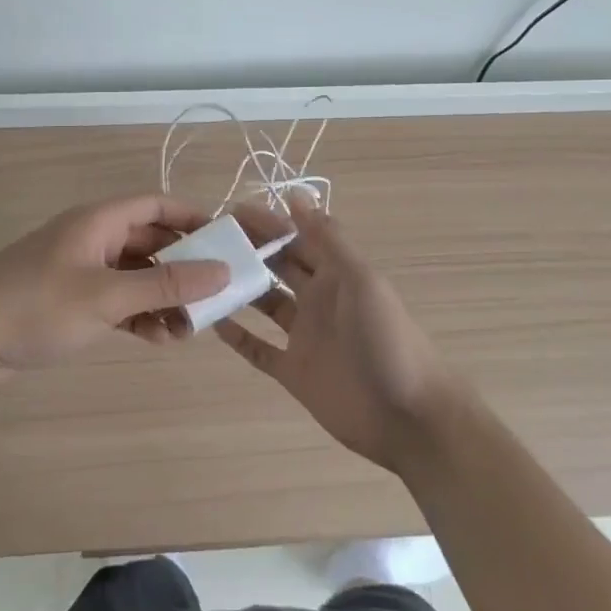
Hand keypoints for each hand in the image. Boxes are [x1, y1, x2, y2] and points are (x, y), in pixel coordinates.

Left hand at [0, 194, 229, 381]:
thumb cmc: (36, 306)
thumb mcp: (106, 296)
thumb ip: (165, 284)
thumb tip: (223, 270)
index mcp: (98, 220)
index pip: (157, 204)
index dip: (194, 218)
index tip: (228, 243)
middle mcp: (91, 237)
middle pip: (150, 240)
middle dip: (183, 267)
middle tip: (215, 296)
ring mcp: (78, 269)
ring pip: (135, 273)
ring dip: (162, 296)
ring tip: (188, 328)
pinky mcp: (68, 299)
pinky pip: (116, 298)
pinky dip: (138, 313)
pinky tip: (156, 338)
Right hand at [215, 195, 458, 472]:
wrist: (409, 418)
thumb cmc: (387, 340)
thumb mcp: (361, 280)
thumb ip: (328, 238)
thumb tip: (295, 193)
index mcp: (336, 273)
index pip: (296, 238)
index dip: (266, 223)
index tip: (228, 211)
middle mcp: (318, 299)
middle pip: (277, 266)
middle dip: (248, 250)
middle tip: (206, 239)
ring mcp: (304, 336)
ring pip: (264, 304)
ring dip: (239, 288)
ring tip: (201, 275)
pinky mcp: (294, 372)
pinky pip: (259, 349)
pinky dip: (238, 336)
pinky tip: (211, 322)